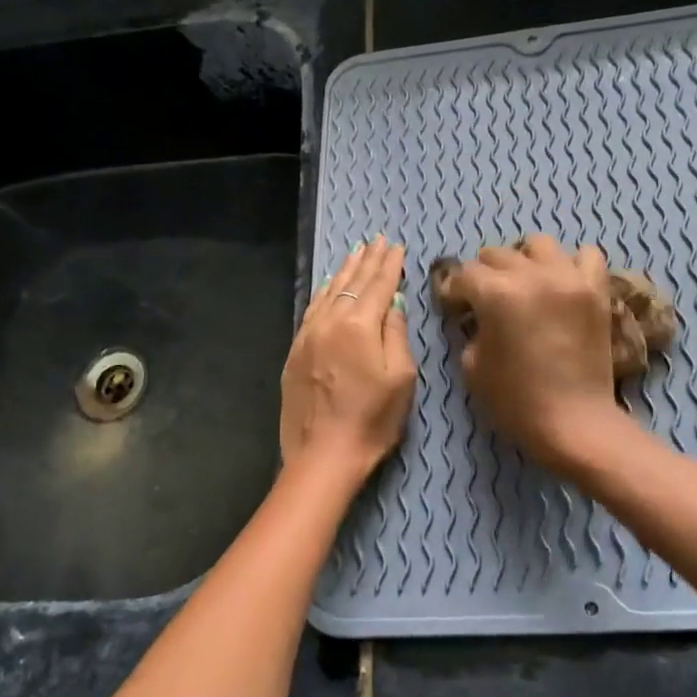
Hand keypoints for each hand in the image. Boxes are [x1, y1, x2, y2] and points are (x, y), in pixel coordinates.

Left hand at [280, 235, 416, 484]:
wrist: (323, 455)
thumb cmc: (372, 420)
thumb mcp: (400, 378)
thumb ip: (396, 334)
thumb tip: (393, 304)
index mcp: (359, 326)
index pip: (378, 286)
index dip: (389, 265)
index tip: (396, 246)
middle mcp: (330, 322)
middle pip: (351, 284)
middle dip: (367, 261)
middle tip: (377, 241)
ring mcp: (308, 336)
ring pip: (328, 293)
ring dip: (343, 272)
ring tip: (355, 254)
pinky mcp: (295, 352)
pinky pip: (311, 310)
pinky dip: (323, 293)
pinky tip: (327, 287)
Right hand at [440, 235, 631, 473]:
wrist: (574, 422)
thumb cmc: (515, 401)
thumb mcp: (473, 365)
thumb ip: (471, 329)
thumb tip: (477, 314)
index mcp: (497, 294)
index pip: (465, 274)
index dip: (454, 290)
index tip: (454, 305)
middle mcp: (532, 275)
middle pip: (498, 254)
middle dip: (484, 273)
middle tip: (485, 298)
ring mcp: (569, 279)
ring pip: (540, 245)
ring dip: (525, 260)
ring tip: (524, 284)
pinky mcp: (596, 290)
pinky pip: (586, 256)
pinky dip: (571, 264)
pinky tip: (562, 284)